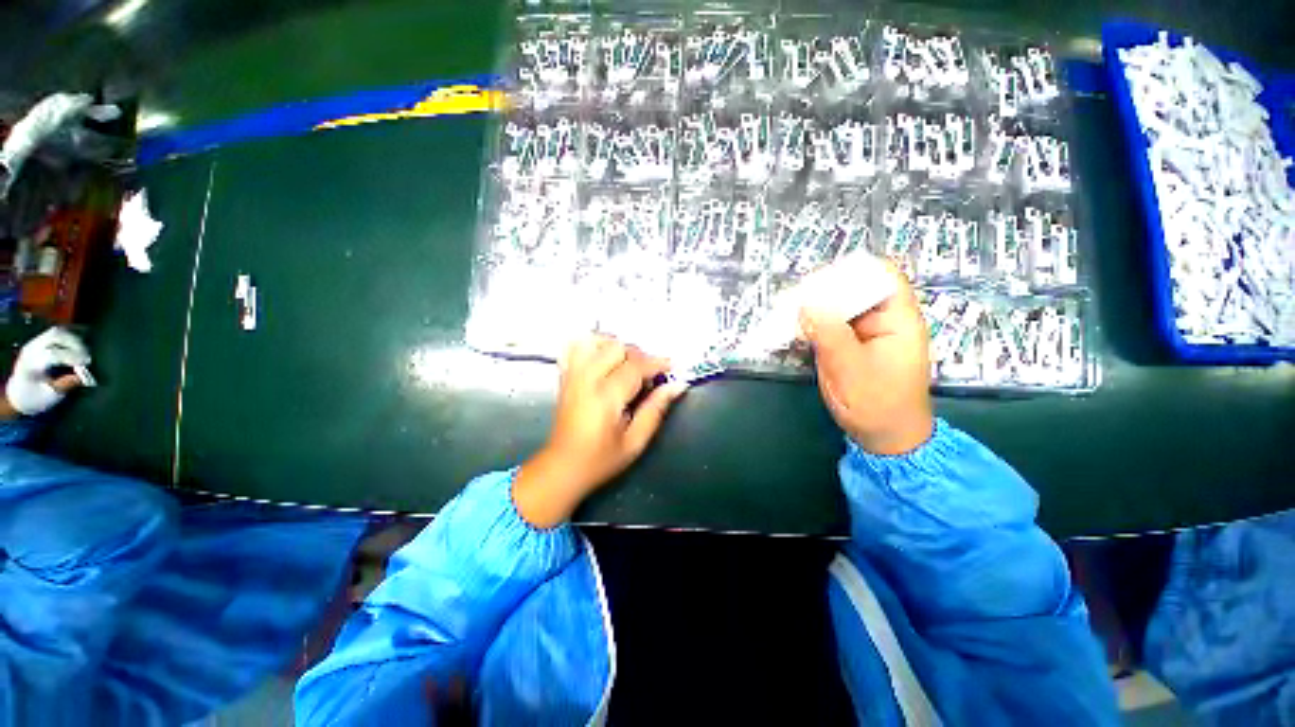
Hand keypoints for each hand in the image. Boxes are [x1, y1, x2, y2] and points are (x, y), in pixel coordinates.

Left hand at [4, 327, 90, 416]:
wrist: (18, 394)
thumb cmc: (35, 398)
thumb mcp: (50, 395)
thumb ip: (65, 384)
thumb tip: (83, 377)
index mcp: (32, 364)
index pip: (54, 354)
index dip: (72, 357)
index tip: (87, 364)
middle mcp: (31, 349)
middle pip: (56, 336)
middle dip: (75, 343)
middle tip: (87, 356)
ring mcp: (34, 343)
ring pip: (57, 332)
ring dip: (73, 338)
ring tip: (84, 350)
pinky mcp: (38, 342)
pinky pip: (55, 333)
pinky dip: (69, 336)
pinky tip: (77, 344)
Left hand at [513, 336, 686, 527]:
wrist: (563, 466)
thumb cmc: (601, 460)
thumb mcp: (635, 441)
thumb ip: (656, 409)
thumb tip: (677, 385)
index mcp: (605, 397)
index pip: (636, 366)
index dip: (657, 363)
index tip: (672, 366)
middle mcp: (586, 379)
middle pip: (616, 347)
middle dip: (638, 356)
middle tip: (648, 375)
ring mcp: (572, 375)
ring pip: (595, 341)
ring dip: (615, 347)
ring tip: (626, 364)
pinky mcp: (564, 376)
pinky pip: (574, 347)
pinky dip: (591, 345)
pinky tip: (602, 357)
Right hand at [799, 263, 933, 455]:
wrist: (884, 438)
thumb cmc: (877, 405)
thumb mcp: (850, 369)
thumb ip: (829, 333)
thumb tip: (806, 303)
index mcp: (898, 319)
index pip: (881, 276)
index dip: (851, 272)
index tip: (818, 281)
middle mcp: (884, 320)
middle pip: (856, 289)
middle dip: (825, 291)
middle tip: (795, 299)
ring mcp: (866, 333)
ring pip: (840, 307)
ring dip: (816, 308)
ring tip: (789, 311)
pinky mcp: (851, 345)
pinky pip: (832, 325)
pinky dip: (814, 324)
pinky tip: (796, 327)